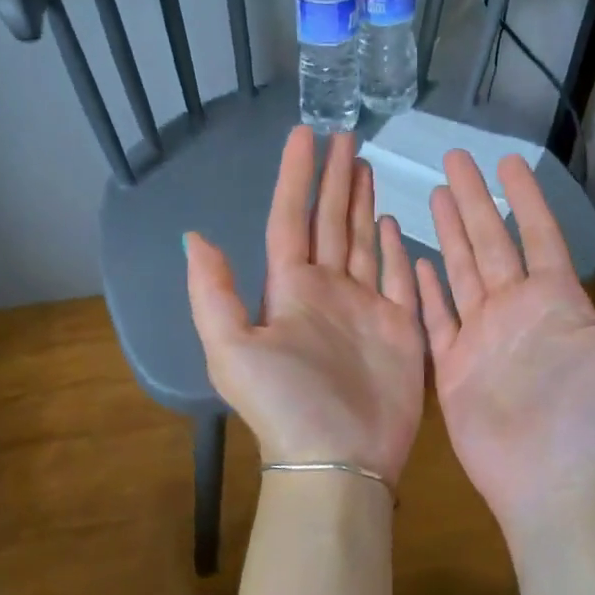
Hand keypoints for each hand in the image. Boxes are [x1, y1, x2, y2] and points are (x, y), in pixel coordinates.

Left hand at [186, 128, 424, 486]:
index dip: (296, 177)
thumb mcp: (231, 348)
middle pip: (331, 222)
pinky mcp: (400, 327)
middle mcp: (327, 291)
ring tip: (366, 168)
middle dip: (336, 180)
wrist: (339, 459)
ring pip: (364, 242)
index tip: (305, 135)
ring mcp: (366, 307)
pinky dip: (397, 249)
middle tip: (346, 137)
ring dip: (363, 205)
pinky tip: (394, 222)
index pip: (291, 219)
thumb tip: (194, 237)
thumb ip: (213, 292)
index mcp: (289, 289)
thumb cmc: (286, 403)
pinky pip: (399, 277)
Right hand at [416, 152, 594, 532]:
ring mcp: (482, 337)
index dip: (524, 197)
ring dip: (449, 233)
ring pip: (461, 271)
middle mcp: (517, 310)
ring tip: (432, 195)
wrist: (557, 484)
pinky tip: (414, 259)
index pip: (538, 234)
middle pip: (490, 242)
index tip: (507, 162)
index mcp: (557, 300)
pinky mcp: (454, 365)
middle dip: (473, 200)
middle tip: (452, 160)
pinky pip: (436, 317)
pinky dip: (426, 288)